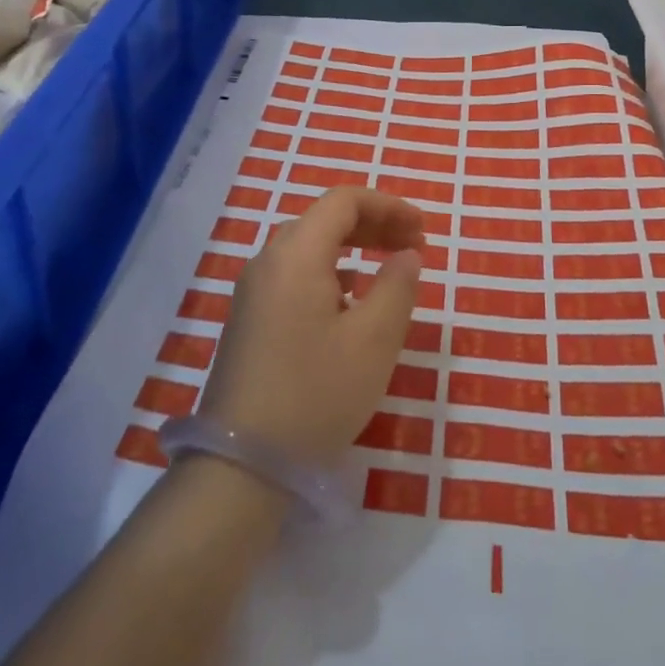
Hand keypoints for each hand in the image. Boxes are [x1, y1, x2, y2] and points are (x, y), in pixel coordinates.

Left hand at [199, 187, 425, 464]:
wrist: (242, 464)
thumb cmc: (317, 394)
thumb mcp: (374, 340)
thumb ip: (398, 286)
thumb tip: (407, 255)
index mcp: (296, 254)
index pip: (344, 201)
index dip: (389, 206)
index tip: (423, 231)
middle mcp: (268, 261)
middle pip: (324, 219)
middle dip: (374, 224)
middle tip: (414, 247)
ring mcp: (252, 291)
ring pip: (308, 247)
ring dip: (353, 247)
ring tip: (389, 268)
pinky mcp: (249, 319)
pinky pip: (294, 274)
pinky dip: (330, 271)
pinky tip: (349, 300)